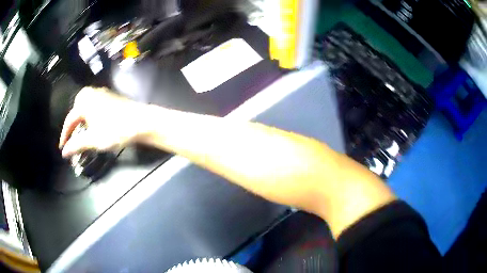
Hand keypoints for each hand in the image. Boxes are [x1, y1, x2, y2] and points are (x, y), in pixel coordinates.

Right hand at [59, 87, 151, 156]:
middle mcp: (92, 93)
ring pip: (86, 108)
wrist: (141, 122)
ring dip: (82, 121)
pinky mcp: (111, 98)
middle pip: (77, 110)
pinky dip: (91, 117)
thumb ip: (76, 144)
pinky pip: (95, 107)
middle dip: (73, 125)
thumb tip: (64, 152)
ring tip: (82, 134)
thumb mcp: (93, 139)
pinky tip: (95, 126)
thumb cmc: (115, 130)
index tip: (62, 147)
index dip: (65, 135)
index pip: (69, 119)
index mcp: (84, 101)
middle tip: (72, 138)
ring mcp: (103, 94)